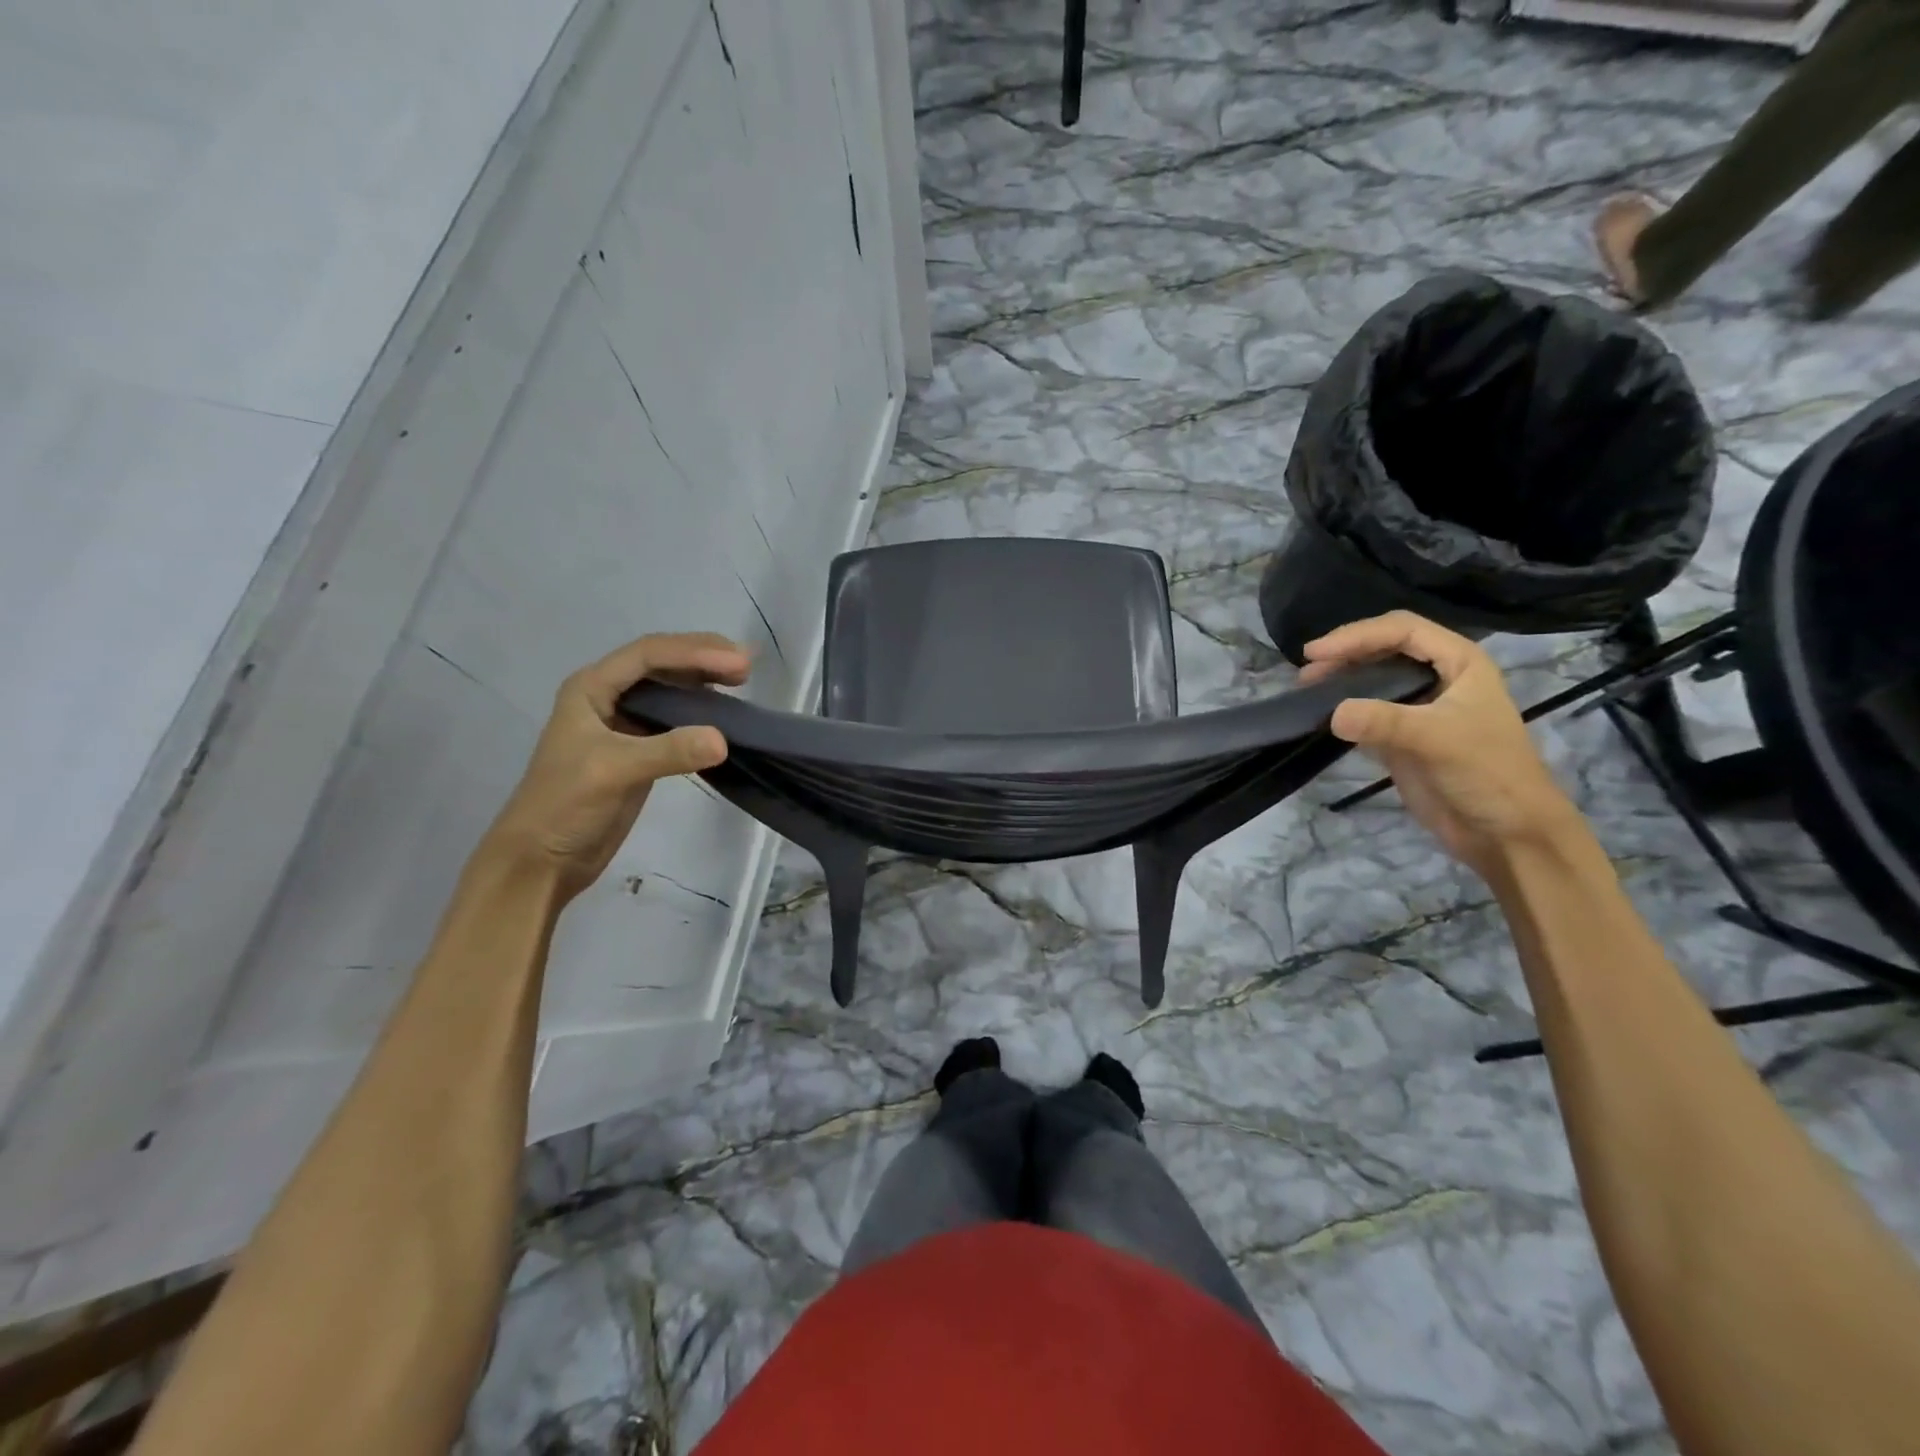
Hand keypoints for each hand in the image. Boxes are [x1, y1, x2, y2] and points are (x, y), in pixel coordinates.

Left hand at [482, 632, 749, 898]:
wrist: (541, 861)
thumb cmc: (564, 806)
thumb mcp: (614, 772)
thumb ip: (668, 751)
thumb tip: (724, 739)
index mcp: (591, 688)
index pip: (649, 655)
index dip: (695, 652)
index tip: (738, 665)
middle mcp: (607, 696)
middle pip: (661, 663)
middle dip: (703, 657)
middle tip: (747, 665)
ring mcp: (623, 724)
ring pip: (669, 689)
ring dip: (703, 681)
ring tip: (741, 681)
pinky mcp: (639, 751)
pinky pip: (675, 719)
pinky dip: (700, 712)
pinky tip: (722, 715)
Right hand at [1299, 612, 1580, 876]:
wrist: (1506, 833)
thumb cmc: (1488, 774)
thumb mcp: (1439, 740)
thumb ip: (1385, 722)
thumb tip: (1332, 713)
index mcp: (1460, 662)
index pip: (1403, 631)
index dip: (1358, 635)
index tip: (1316, 653)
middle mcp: (1439, 677)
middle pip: (1384, 649)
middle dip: (1346, 653)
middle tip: (1307, 671)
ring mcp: (1419, 708)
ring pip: (1373, 679)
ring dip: (1341, 679)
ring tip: (1307, 689)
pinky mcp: (1402, 737)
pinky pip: (1367, 712)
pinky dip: (1342, 709)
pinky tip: (1320, 714)